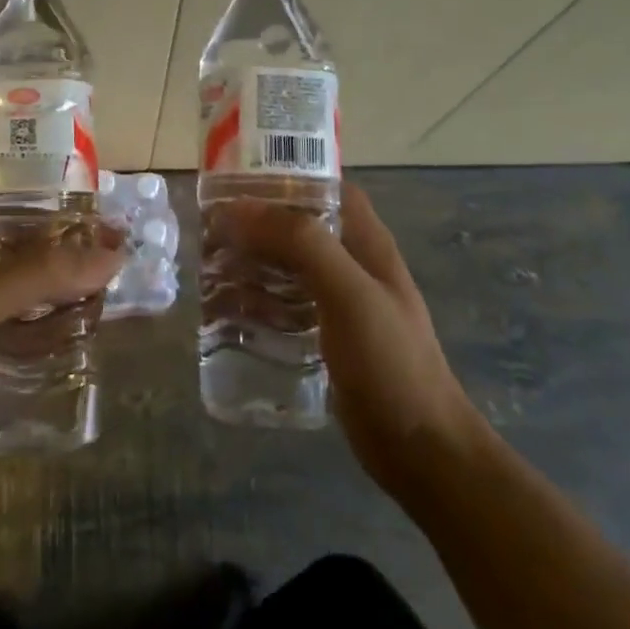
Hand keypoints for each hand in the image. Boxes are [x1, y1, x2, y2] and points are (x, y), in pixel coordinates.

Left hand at [0, 171, 124, 474]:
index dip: (3, 164)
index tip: (53, 159)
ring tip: (95, 261)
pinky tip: (75, 316)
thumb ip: (39, 274)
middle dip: (43, 223)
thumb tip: (112, 253)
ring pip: (7, 276)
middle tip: (93, 217)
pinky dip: (41, 314)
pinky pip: (11, 319)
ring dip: (47, 271)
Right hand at [221, 182, 483, 497]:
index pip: (327, 189)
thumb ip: (302, 244)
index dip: (286, 177)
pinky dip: (257, 300)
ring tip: (209, 265)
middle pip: (299, 227)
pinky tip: (227, 310)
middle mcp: (353, 267)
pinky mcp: (325, 338)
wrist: (420, 451)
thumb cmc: (391, 363)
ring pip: (287, 267)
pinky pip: (284, 306)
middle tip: (211, 227)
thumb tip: (241, 208)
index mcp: (367, 244)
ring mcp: (339, 304)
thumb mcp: (349, 294)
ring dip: (252, 261)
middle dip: (257, 223)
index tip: (238, 180)